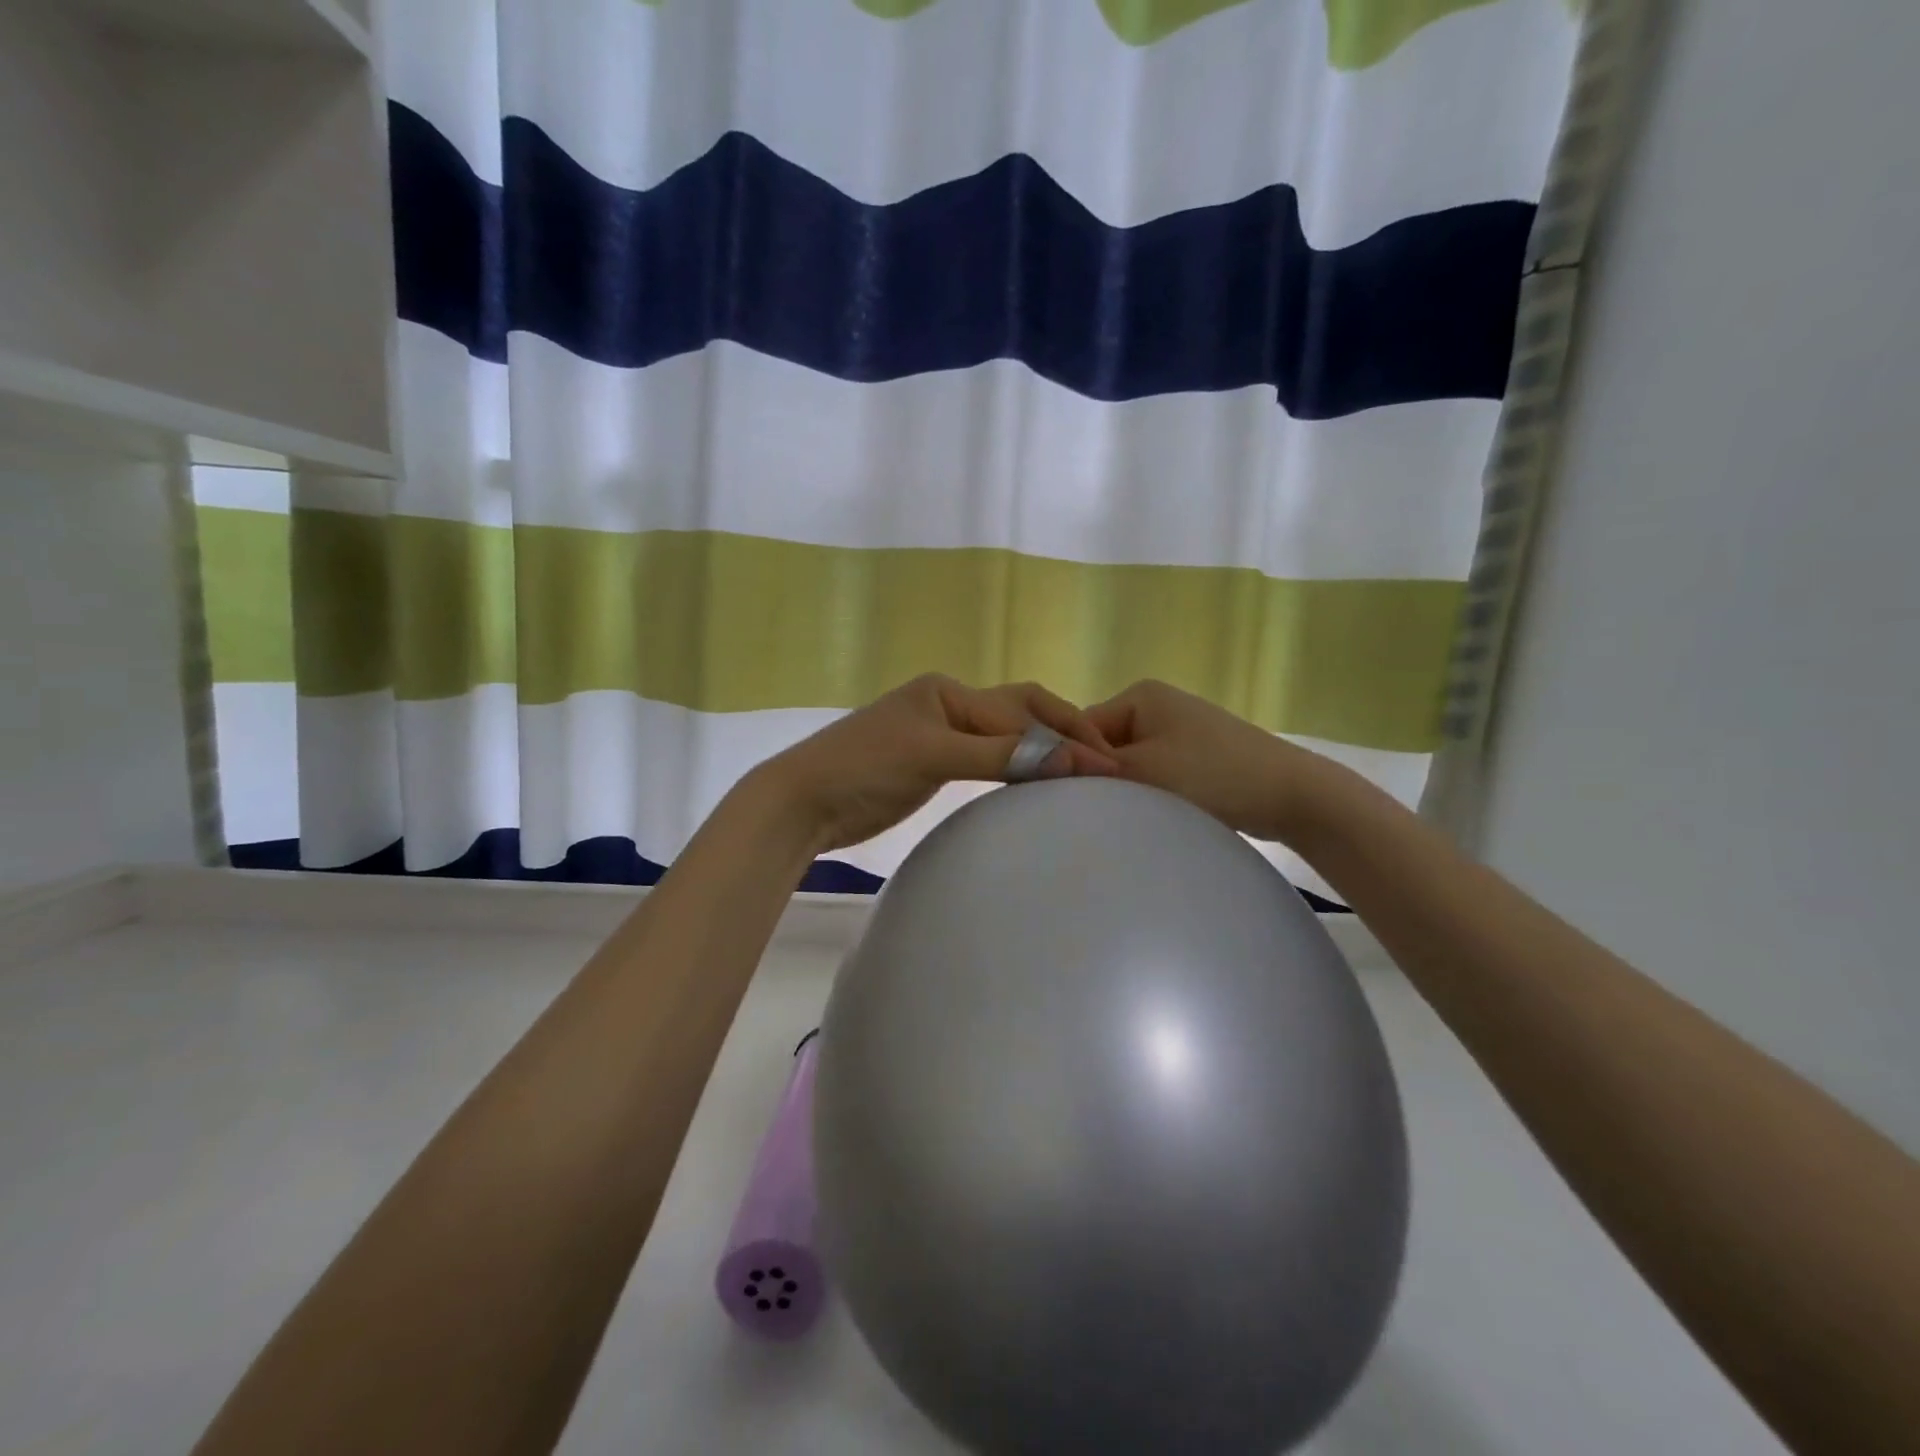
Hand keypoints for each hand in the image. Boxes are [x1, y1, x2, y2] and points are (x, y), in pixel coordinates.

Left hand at [754, 675, 1119, 854]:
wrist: (802, 802)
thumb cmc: (863, 768)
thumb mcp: (933, 755)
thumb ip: (999, 755)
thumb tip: (1069, 759)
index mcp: (948, 692)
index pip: (1021, 711)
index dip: (1064, 737)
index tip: (1106, 765)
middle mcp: (948, 706)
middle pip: (1019, 716)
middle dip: (1062, 736)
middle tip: (1106, 767)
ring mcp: (939, 737)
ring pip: (1005, 740)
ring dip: (1041, 754)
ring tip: (1082, 776)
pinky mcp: (931, 766)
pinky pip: (986, 763)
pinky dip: (1015, 771)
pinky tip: (1036, 786)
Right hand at [1085, 680, 1343, 843]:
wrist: (1293, 794)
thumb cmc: (1212, 774)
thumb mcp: (1143, 772)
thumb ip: (1091, 772)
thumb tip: (1045, 773)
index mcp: (1138, 695)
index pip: (1080, 729)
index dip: (1071, 764)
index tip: (1065, 801)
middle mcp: (1155, 705)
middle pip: (1102, 746)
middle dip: (1099, 778)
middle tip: (1094, 814)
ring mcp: (1177, 730)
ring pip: (1128, 763)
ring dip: (1125, 790)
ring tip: (1123, 818)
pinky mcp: (1195, 756)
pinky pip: (1154, 773)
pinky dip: (1149, 793)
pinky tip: (1150, 816)